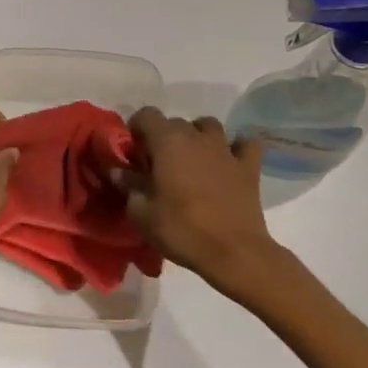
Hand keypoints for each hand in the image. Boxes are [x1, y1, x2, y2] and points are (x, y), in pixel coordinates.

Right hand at [115, 108, 285, 297]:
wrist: (234, 253)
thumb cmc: (182, 230)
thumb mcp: (142, 213)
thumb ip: (128, 186)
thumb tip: (118, 172)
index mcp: (167, 142)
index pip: (147, 115)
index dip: (136, 129)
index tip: (133, 152)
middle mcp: (197, 137)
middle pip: (176, 122)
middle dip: (164, 137)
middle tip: (158, 164)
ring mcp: (226, 150)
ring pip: (209, 126)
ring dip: (197, 137)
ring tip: (192, 159)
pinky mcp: (249, 167)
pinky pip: (245, 144)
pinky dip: (236, 147)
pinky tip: (229, 161)